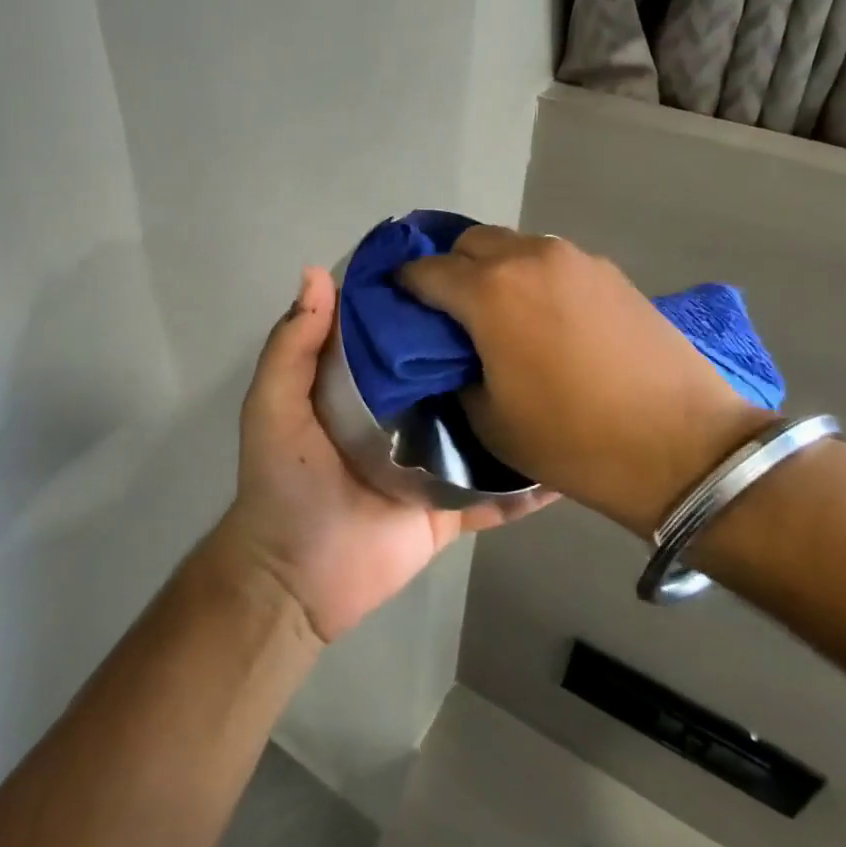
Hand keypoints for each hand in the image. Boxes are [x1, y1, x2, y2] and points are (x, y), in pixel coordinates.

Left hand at [217, 266, 554, 642]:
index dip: (427, 302)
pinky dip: (530, 485)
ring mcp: (432, 464)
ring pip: (482, 430)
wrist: (297, 580)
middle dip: (484, 351)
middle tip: (536, 317)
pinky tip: (571, 461)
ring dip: (515, 411)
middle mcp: (403, 416)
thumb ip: (292, 345)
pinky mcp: (451, 509)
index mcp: (362, 387)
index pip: (399, 334)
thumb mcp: (274, 405)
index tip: (468, 265)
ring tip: (569, 377)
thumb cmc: (283, 483)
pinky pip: (497, 496)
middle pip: (449, 377)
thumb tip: (316, 271)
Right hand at [398, 227, 774, 535]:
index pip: (425, 271)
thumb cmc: (573, 439)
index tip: (398, 304)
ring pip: (514, 246)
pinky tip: (545, 316)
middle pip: (469, 242)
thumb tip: (449, 354)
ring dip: (493, 269)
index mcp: (489, 291)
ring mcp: (574, 259)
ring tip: (498, 312)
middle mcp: (528, 258)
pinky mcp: (609, 271)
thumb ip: (454, 374)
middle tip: (448, 310)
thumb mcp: (490, 420)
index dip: (404, 286)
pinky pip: (551, 260)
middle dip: (449, 268)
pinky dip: (533, 276)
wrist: (682, 446)